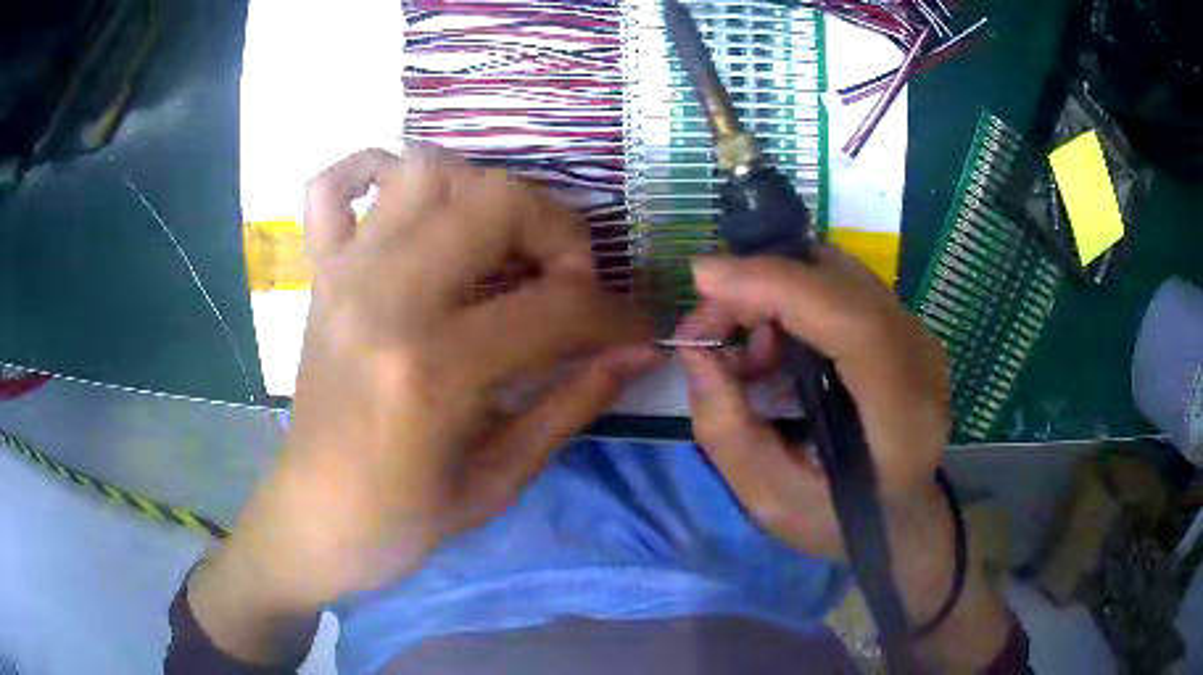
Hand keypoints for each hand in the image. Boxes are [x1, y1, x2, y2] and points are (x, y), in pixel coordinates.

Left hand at [188, 148, 655, 662]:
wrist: (315, 519)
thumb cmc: (405, 520)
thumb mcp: (500, 478)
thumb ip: (573, 403)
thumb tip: (637, 353)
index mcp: (433, 370)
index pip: (555, 308)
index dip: (614, 317)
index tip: (635, 331)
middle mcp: (384, 300)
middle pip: (492, 200)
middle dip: (556, 229)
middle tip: (567, 281)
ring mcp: (343, 276)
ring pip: (424, 171)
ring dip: (481, 193)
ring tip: (499, 245)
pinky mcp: (318, 276)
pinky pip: (332, 186)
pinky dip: (372, 169)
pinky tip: (405, 202)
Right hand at [676, 249, 1014, 670]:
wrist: (903, 517)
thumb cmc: (841, 522)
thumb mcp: (770, 501)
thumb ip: (725, 428)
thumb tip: (695, 350)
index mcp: (902, 416)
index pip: (854, 323)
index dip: (779, 286)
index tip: (706, 281)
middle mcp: (921, 360)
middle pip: (841, 282)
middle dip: (762, 284)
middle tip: (710, 326)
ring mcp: (918, 336)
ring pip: (838, 274)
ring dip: (777, 292)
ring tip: (749, 353)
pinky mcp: (905, 327)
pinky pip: (842, 287)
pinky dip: (796, 299)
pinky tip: (777, 350)